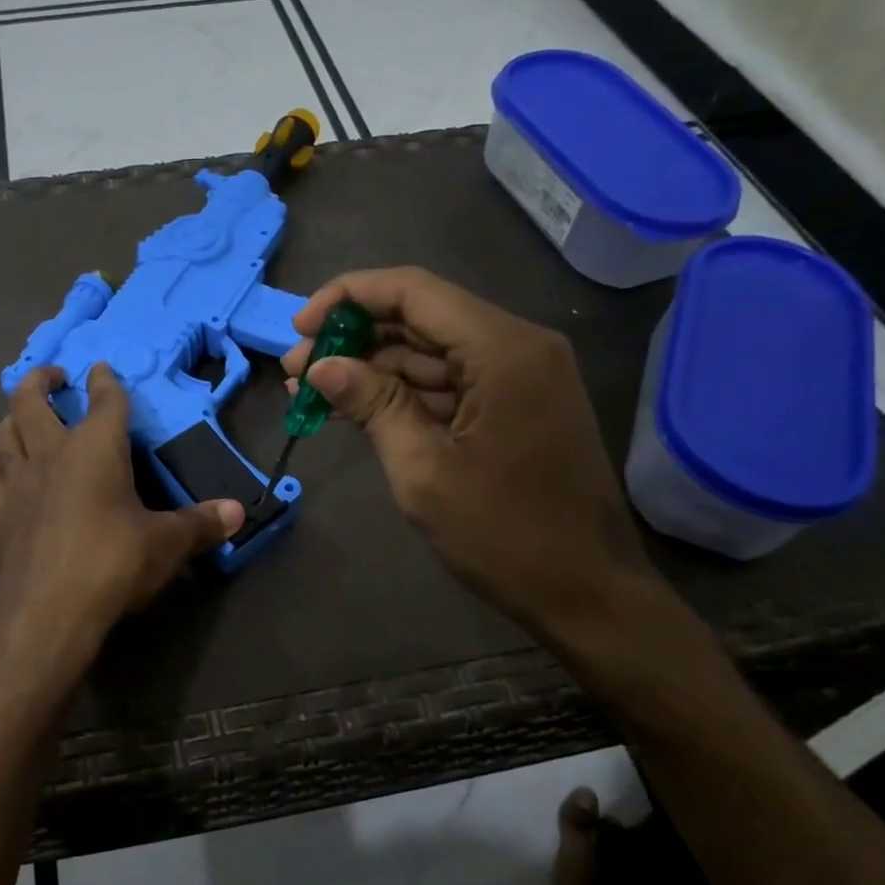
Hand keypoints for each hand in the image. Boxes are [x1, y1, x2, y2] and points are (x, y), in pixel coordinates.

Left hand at [0, 364, 244, 688]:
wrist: (48, 612)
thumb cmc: (113, 563)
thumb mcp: (166, 543)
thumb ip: (201, 524)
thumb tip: (240, 512)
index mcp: (96, 448)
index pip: (104, 401)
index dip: (105, 381)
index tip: (101, 369)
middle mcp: (51, 453)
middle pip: (32, 400)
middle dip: (42, 380)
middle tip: (54, 376)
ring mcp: (18, 481)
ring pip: (3, 432)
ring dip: (13, 416)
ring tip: (22, 415)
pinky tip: (0, 462)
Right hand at [282, 267, 657, 641]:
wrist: (587, 593)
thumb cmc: (505, 535)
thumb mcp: (423, 469)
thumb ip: (372, 404)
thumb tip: (320, 365)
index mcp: (502, 349)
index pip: (412, 291)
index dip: (348, 297)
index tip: (300, 328)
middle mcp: (517, 345)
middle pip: (420, 316)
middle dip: (354, 337)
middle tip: (296, 369)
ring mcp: (519, 374)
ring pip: (431, 350)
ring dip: (372, 367)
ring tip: (312, 390)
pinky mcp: (515, 402)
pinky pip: (449, 380)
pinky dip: (402, 391)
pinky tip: (355, 405)